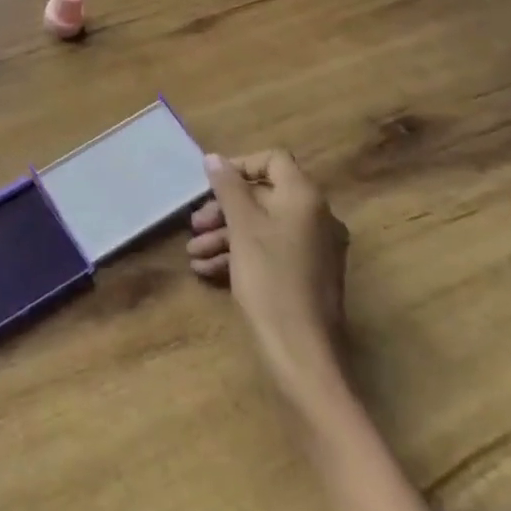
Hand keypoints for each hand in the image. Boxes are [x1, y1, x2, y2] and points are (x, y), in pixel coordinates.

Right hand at [188, 150, 350, 407]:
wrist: (301, 352)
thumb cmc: (270, 280)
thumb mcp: (242, 227)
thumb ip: (227, 187)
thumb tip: (214, 158)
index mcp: (305, 198)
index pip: (273, 160)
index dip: (239, 165)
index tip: (210, 184)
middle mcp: (315, 217)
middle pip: (263, 194)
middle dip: (224, 207)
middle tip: (194, 224)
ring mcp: (314, 248)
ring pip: (262, 225)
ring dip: (225, 234)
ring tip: (194, 253)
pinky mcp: (306, 274)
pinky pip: (270, 250)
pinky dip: (240, 253)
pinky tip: (208, 270)